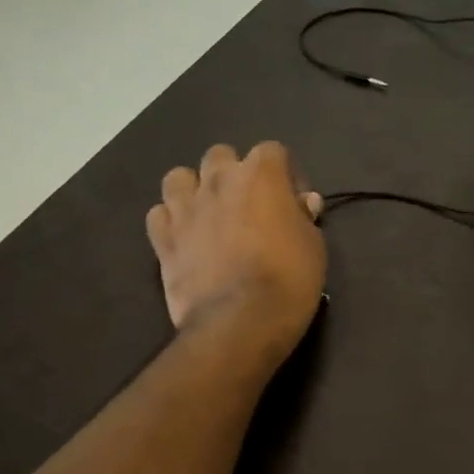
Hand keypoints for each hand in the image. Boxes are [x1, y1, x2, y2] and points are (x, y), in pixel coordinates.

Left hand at [146, 143, 325, 357]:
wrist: (240, 321)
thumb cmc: (288, 279)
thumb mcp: (314, 246)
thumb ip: (303, 216)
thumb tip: (302, 203)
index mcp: (260, 175)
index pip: (273, 151)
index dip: (286, 175)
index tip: (294, 204)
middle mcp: (218, 180)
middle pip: (222, 155)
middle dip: (235, 174)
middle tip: (249, 206)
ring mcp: (185, 208)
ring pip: (179, 177)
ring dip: (194, 190)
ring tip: (208, 215)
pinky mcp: (163, 239)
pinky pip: (159, 215)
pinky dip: (171, 222)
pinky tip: (185, 239)